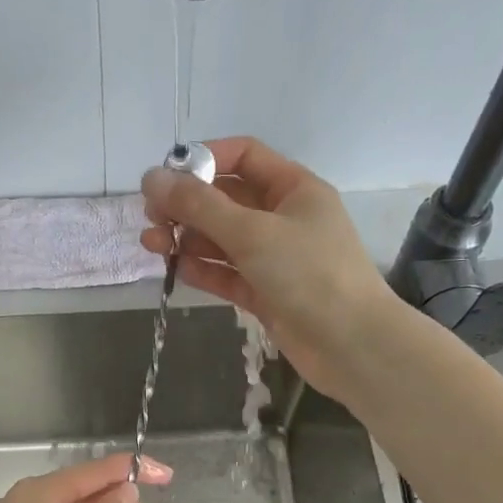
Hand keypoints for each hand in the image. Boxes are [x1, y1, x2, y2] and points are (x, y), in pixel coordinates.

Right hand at [141, 137, 399, 396]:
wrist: (351, 345)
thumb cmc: (308, 274)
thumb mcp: (251, 232)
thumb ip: (199, 206)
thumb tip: (152, 178)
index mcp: (293, 188)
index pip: (243, 157)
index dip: (204, 159)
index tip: (165, 176)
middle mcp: (283, 217)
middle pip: (227, 199)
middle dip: (187, 205)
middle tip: (152, 217)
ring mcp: (274, 257)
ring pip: (222, 239)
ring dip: (187, 238)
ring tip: (152, 245)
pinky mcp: (266, 292)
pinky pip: (227, 273)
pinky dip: (203, 269)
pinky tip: (175, 268)